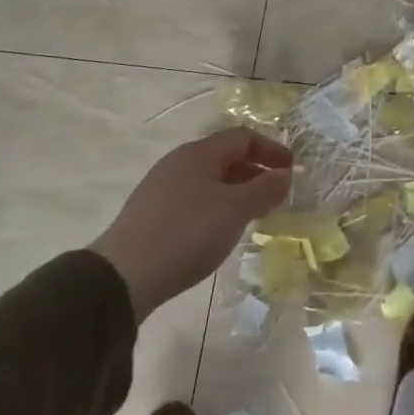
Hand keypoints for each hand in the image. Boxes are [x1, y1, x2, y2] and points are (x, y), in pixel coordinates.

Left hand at [91, 127, 293, 318]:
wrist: (122, 277)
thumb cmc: (187, 233)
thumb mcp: (235, 210)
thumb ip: (265, 189)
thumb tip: (285, 175)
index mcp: (199, 154)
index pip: (242, 137)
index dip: (271, 149)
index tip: (291, 169)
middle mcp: (178, 163)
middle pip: (225, 157)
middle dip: (255, 171)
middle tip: (276, 194)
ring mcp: (162, 188)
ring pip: (210, 180)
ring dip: (237, 191)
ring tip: (254, 214)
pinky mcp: (152, 214)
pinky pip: (195, 199)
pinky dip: (217, 206)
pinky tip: (221, 230)